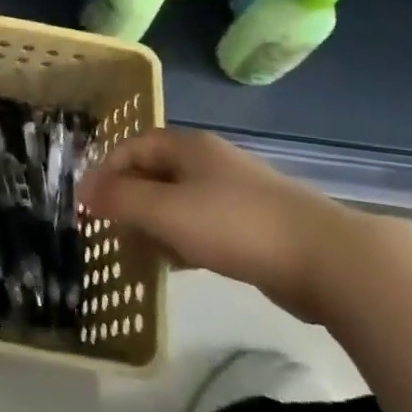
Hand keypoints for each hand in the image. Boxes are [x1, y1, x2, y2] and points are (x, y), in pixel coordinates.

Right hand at [77, 128, 360, 320]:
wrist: (328, 260)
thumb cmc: (236, 226)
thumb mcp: (166, 211)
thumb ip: (121, 200)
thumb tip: (83, 191)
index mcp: (188, 147)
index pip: (133, 146)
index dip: (106, 171)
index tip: (88, 205)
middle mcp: (210, 162)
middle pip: (155, 172)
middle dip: (128, 200)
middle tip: (110, 232)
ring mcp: (236, 192)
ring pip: (179, 201)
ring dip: (154, 223)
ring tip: (139, 254)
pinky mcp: (255, 225)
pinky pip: (204, 224)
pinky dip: (183, 239)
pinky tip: (180, 265)